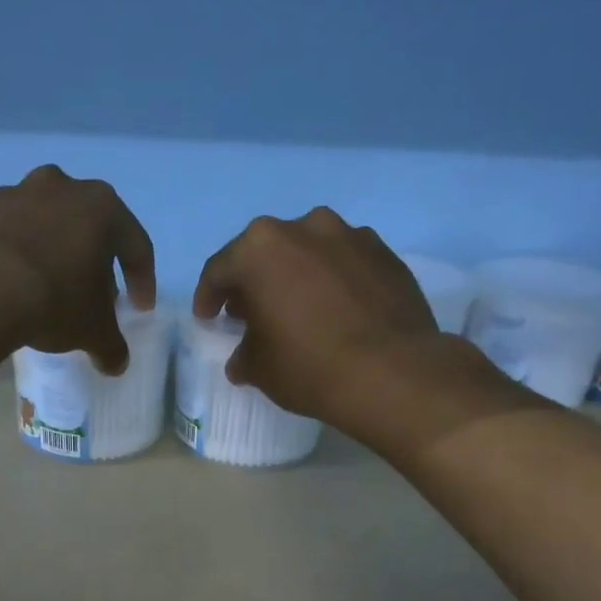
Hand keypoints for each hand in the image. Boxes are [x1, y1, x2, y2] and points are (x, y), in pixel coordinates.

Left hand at [0, 165, 155, 373]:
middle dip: (96, 264)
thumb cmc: (53, 300)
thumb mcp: (92, 330)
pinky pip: (11, 235)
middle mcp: (63, 188)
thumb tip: (116, 363)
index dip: (143, 281)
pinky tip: (14, 286)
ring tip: (52, 291)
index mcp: (103, 208)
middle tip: (96, 297)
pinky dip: (19, 257)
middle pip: (91, 229)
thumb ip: (111, 345)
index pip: (136, 246)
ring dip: (56, 255)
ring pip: (49, 227)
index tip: (140, 308)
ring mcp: (17, 193)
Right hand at [192, 207, 531, 451]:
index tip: (208, 318)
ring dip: (296, 275)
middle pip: (266, 253)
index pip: (220, 270)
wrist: (392, 372)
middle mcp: (303, 228)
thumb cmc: (309, 366)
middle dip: (254, 282)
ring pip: (309, 252)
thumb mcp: (259, 369)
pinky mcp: (385, 252)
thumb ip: (244, 354)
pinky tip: (336, 311)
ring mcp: (349, 235)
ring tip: (297, 309)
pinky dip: (333, 281)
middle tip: (250, 313)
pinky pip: (345, 263)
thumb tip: (244, 358)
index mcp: (260, 249)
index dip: (209, 297)